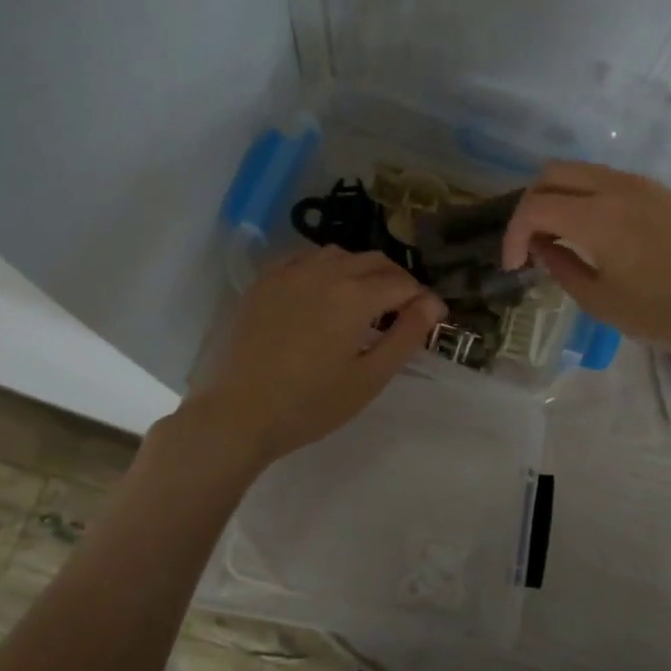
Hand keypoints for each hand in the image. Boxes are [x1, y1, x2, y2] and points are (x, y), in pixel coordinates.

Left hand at [184, 245, 445, 468]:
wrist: (237, 415)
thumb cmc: (310, 405)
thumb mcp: (369, 378)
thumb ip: (406, 336)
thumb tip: (433, 304)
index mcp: (355, 297)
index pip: (403, 283)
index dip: (423, 299)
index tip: (431, 319)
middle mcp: (325, 273)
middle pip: (375, 261)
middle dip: (397, 280)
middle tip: (403, 310)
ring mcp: (289, 273)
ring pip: (339, 255)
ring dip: (361, 270)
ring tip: (364, 299)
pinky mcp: (264, 281)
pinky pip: (303, 258)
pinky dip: (324, 267)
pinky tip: (323, 290)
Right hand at [501, 161, 670, 365]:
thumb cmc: (662, 314)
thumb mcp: (599, 301)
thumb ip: (561, 266)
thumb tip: (542, 245)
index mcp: (597, 216)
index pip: (534, 206)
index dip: (513, 235)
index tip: (513, 265)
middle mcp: (615, 187)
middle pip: (552, 173)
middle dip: (530, 205)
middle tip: (530, 244)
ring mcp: (640, 184)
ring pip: (580, 170)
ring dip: (558, 196)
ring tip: (558, 237)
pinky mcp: (658, 192)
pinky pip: (606, 179)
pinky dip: (584, 195)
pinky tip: (590, 231)